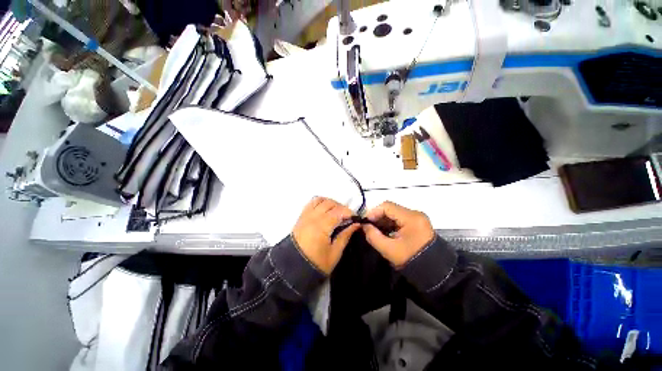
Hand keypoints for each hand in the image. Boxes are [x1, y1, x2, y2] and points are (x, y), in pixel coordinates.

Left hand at [292, 197, 359, 274]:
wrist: (294, 268)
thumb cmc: (316, 263)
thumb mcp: (335, 253)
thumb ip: (345, 236)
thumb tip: (356, 224)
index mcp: (321, 227)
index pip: (338, 211)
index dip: (349, 212)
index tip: (356, 218)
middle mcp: (312, 217)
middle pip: (330, 203)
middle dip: (342, 207)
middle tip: (348, 217)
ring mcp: (305, 215)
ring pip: (320, 200)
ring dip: (331, 203)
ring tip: (337, 212)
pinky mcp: (301, 217)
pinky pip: (311, 203)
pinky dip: (320, 203)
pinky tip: (325, 210)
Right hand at [362, 202, 434, 266]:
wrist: (433, 272)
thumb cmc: (411, 260)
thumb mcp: (388, 249)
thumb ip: (373, 236)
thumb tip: (364, 226)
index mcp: (411, 218)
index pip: (387, 206)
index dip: (373, 212)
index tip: (365, 222)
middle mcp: (415, 214)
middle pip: (391, 208)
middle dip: (377, 216)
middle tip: (368, 226)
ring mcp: (417, 218)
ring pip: (394, 213)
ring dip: (383, 220)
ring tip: (375, 230)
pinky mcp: (417, 223)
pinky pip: (400, 218)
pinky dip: (390, 223)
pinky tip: (384, 231)